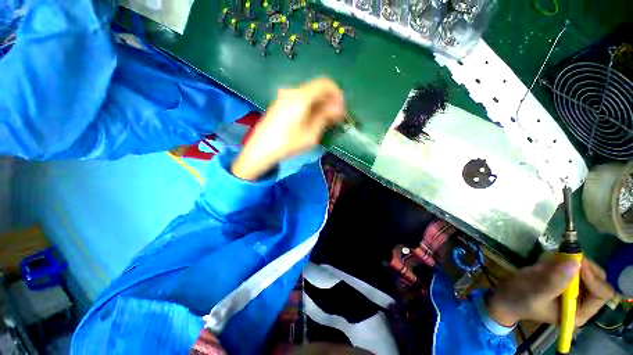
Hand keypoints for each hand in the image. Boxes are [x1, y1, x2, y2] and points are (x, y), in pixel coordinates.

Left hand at [232, 78, 344, 180]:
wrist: (260, 150)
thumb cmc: (287, 144)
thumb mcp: (311, 134)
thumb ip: (325, 117)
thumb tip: (337, 108)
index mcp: (301, 96)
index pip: (326, 84)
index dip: (338, 95)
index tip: (341, 110)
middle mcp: (292, 91)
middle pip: (317, 89)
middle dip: (330, 101)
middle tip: (336, 118)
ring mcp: (284, 96)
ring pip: (309, 95)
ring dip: (321, 105)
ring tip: (325, 121)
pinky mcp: (280, 104)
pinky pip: (300, 100)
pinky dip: (310, 107)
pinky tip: (312, 120)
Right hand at [487, 258, 614, 326]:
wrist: (504, 294)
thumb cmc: (520, 299)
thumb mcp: (536, 293)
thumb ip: (555, 281)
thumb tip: (575, 262)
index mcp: (579, 311)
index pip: (601, 294)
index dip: (593, 279)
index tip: (578, 263)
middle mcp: (581, 300)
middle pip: (598, 280)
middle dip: (586, 267)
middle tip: (570, 255)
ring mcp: (572, 288)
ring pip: (587, 269)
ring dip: (574, 261)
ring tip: (555, 258)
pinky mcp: (563, 277)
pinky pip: (572, 264)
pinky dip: (564, 258)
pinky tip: (549, 259)